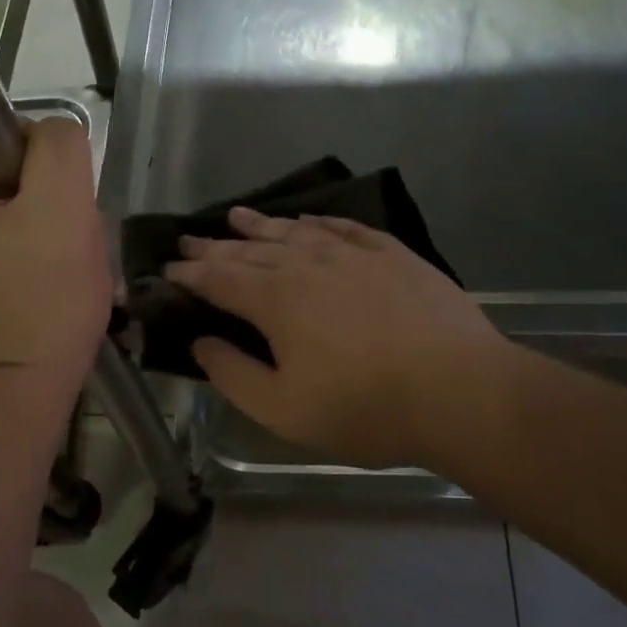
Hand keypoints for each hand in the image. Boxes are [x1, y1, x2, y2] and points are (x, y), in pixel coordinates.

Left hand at [0, 118, 109, 388]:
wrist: (22, 394)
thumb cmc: (39, 301)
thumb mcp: (61, 207)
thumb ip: (59, 147)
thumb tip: (52, 135)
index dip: (38, 155)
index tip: (61, 198)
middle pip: (7, 174)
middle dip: (53, 200)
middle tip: (73, 239)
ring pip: (19, 209)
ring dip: (58, 229)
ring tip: (75, 266)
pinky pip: (15, 242)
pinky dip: (46, 255)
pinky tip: (64, 281)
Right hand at [163, 207, 509, 467]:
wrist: (459, 390)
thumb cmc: (364, 408)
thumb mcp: (283, 410)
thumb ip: (234, 374)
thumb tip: (200, 343)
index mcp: (276, 300)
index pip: (219, 279)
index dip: (189, 275)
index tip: (166, 270)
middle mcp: (309, 265)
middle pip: (251, 250)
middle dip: (215, 246)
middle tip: (189, 239)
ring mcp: (354, 254)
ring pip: (295, 232)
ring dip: (262, 225)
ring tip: (238, 215)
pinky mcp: (393, 254)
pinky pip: (345, 228)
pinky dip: (320, 222)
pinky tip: (309, 219)